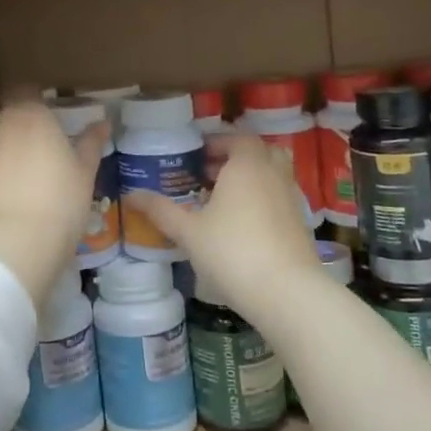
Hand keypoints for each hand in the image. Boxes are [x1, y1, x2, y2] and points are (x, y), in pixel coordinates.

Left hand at [0, 96, 107, 306]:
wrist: (10, 246)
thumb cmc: (58, 203)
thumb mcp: (84, 174)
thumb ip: (90, 144)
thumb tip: (102, 124)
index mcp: (28, 114)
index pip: (24, 88)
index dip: (33, 96)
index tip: (45, 109)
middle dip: (3, 109)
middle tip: (23, 129)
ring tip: (7, 155)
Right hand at [123, 135, 319, 320]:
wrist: (287, 293)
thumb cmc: (233, 251)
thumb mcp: (189, 231)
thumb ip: (161, 210)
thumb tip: (131, 195)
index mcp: (247, 165)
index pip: (238, 138)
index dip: (217, 143)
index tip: (196, 156)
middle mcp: (273, 174)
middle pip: (259, 153)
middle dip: (234, 159)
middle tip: (207, 174)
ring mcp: (291, 199)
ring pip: (272, 176)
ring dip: (250, 180)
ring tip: (222, 200)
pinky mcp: (300, 224)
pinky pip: (278, 199)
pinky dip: (262, 201)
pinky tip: (241, 226)